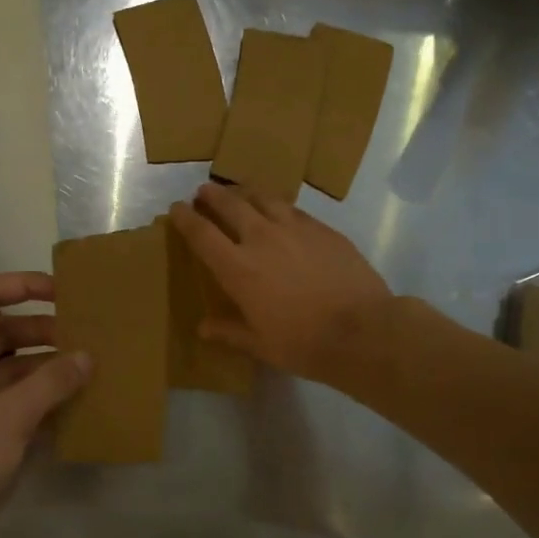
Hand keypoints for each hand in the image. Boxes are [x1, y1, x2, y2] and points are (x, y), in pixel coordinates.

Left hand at [0, 272, 88, 537]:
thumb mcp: (8, 417)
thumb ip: (51, 381)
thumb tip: (87, 356)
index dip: (26, 286)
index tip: (67, 293)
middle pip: (2, 331)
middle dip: (44, 330)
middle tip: (90, 334)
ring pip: (11, 367)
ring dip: (47, 366)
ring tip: (92, 366)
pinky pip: (14, 399)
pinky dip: (42, 396)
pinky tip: (78, 400)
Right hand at [166, 183, 391, 383]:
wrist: (363, 330)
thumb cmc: (303, 343)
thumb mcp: (260, 344)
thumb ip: (229, 331)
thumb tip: (203, 328)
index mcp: (238, 268)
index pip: (202, 234)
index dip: (185, 218)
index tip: (176, 210)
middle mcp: (261, 238)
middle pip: (230, 205)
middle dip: (212, 196)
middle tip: (203, 193)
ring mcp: (294, 228)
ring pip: (262, 198)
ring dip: (244, 193)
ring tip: (239, 193)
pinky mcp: (322, 228)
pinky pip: (292, 209)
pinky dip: (276, 206)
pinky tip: (279, 211)